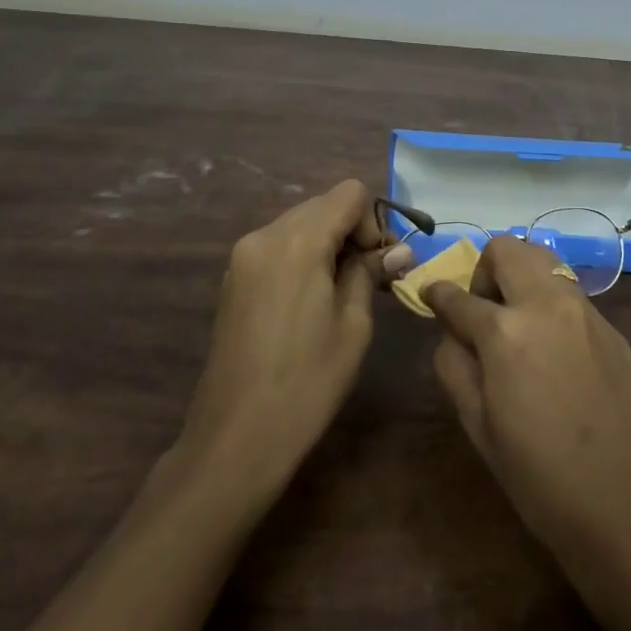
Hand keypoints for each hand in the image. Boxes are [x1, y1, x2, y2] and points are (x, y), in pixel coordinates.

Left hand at [175, 180, 399, 501]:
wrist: (237, 436)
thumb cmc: (307, 382)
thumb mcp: (354, 325)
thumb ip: (371, 273)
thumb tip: (397, 249)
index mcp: (298, 241)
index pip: (348, 194)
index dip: (373, 222)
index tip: (379, 265)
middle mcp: (264, 235)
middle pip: (322, 205)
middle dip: (352, 231)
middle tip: (371, 278)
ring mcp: (243, 256)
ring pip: (300, 224)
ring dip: (328, 244)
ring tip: (342, 292)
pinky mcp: (233, 278)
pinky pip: (279, 246)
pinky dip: (303, 257)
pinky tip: (311, 300)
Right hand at [425, 237, 630, 565]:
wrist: (629, 506)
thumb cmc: (540, 478)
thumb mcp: (479, 427)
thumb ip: (455, 366)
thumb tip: (452, 334)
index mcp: (506, 332)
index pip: (458, 296)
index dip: (436, 294)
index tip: (429, 296)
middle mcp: (547, 305)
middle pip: (507, 248)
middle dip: (483, 269)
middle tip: (481, 310)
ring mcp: (586, 311)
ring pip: (544, 260)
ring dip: (519, 276)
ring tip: (516, 324)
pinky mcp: (612, 327)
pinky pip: (570, 292)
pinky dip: (549, 301)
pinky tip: (551, 349)